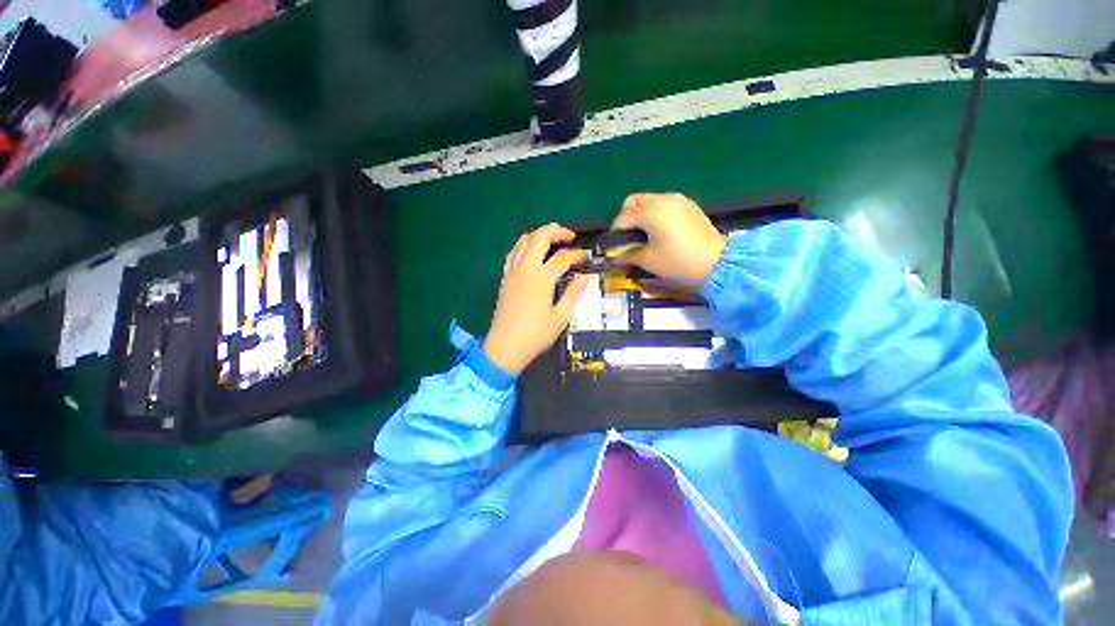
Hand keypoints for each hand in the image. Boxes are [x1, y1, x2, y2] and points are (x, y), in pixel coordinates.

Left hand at [483, 224, 590, 375]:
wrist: (505, 347)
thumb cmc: (535, 335)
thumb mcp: (560, 317)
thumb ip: (573, 294)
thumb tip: (586, 277)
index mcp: (541, 278)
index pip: (563, 257)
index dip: (578, 255)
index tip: (587, 258)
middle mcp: (525, 268)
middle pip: (540, 237)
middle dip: (557, 231)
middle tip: (570, 237)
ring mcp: (512, 271)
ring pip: (524, 240)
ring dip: (540, 234)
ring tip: (553, 240)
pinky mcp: (505, 277)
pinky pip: (513, 251)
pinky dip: (524, 244)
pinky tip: (532, 251)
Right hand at [612, 193, 726, 287]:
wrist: (718, 264)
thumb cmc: (678, 262)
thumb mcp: (648, 260)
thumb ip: (626, 256)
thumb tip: (611, 258)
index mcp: (650, 211)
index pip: (622, 218)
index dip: (614, 234)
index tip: (613, 248)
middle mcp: (662, 199)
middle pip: (634, 201)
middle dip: (625, 218)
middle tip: (627, 238)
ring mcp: (678, 200)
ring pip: (650, 200)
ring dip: (641, 215)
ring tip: (643, 235)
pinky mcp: (689, 206)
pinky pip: (664, 204)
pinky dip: (656, 214)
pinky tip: (660, 231)